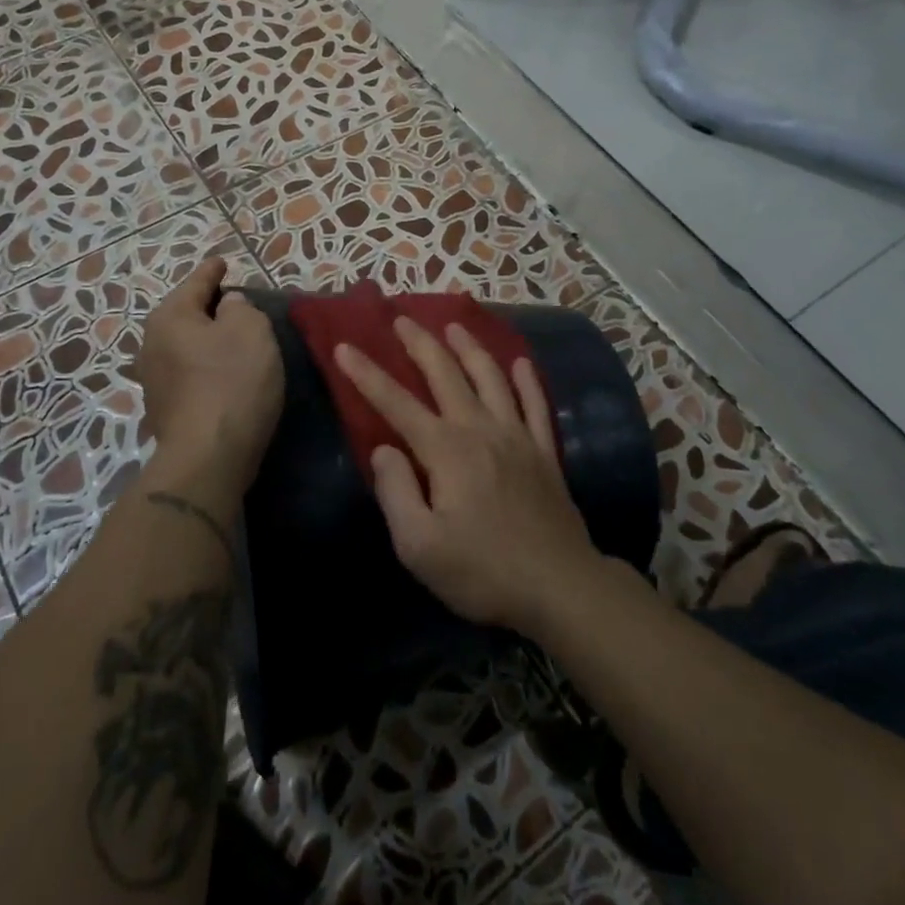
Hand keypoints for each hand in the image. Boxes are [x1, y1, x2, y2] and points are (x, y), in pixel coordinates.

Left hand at [135, 259, 283, 498]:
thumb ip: (241, 308)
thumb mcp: (251, 331)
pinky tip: (223, 373)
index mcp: (170, 317)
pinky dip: (204, 367)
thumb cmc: (232, 382)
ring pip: (184, 345)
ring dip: (206, 340)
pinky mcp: (164, 410)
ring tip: (232, 338)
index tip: (222, 261)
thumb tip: (229, 306)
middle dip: (207, 307)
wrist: (208, 458)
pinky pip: (187, 373)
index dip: (212, 271)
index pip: (196, 282)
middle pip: (184, 314)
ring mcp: (153, 380)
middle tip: (235, 301)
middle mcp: (151, 344)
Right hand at [335, 318, 601, 636]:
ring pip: (491, 378)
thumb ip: (396, 492)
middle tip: (401, 318)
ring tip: (455, 326)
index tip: (345, 346)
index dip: (367, 374)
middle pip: (446, 374)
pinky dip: (527, 380)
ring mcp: (517, 437)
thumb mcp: (420, 546)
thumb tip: (384, 449)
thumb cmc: (482, 571)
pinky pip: (535, 404)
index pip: (396, 403)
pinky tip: (520, 363)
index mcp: (445, 450)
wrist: (559, 586)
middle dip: (420, 343)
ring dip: (470, 348)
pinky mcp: (544, 452)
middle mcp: (480, 430)